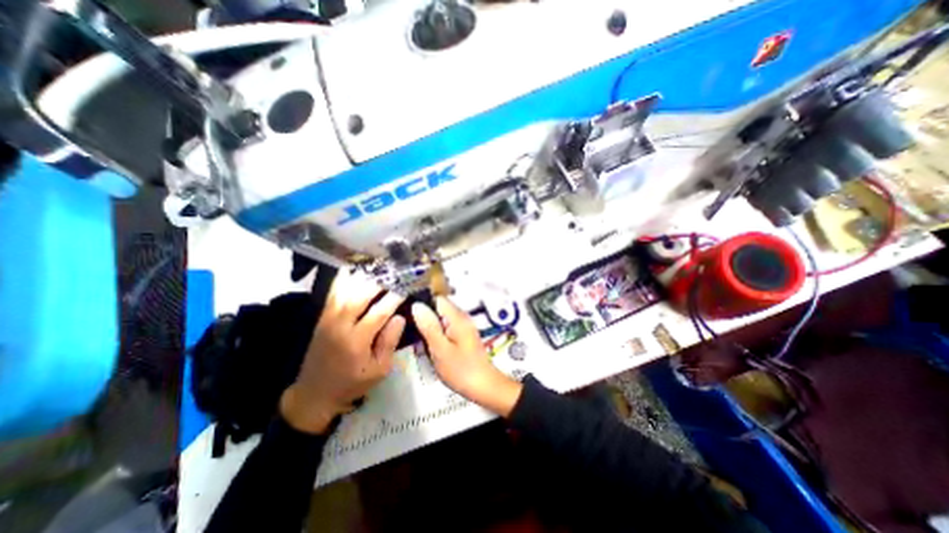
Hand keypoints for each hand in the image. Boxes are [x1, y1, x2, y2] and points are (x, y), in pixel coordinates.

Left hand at [278, 268, 402, 434]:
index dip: (395, 297)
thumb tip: (400, 317)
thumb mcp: (379, 370)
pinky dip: (344, 278)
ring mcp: (328, 318)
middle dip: (380, 281)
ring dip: (363, 276)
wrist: (314, 393)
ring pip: (345, 290)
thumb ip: (389, 343)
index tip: (408, 286)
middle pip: (361, 295)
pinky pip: (334, 292)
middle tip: (395, 271)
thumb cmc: (352, 383)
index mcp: (357, 341)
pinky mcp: (322, 316)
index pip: (379, 312)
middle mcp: (340, 325)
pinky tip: (355, 268)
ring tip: (379, 266)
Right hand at [414, 296, 522, 416]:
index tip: (408, 315)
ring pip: (441, 319)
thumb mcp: (440, 349)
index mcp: (457, 317)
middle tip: (412, 333)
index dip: (422, 304)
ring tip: (419, 342)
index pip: (437, 299)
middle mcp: (462, 317)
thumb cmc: (461, 369)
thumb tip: (417, 305)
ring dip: (430, 327)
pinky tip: (431, 347)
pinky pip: (446, 328)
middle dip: (425, 318)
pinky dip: (437, 334)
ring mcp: (464, 326)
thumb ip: (429, 326)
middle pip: (439, 308)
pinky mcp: (463, 335)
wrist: (484, 386)